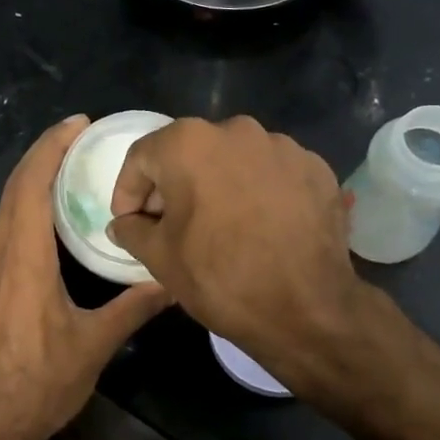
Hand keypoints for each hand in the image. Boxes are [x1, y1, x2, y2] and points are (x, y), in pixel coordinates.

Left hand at [0, 116, 171, 439]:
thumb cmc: (39, 383)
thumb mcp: (94, 344)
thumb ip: (133, 307)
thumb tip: (172, 281)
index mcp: (23, 259)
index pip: (31, 186)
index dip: (51, 149)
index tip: (77, 124)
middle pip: (14, 189)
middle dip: (43, 154)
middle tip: (78, 136)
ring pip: (4, 209)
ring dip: (31, 179)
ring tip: (67, 166)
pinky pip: (3, 230)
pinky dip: (24, 206)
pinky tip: (47, 216)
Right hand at [107, 116, 365, 382]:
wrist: (307, 308)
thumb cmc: (220, 277)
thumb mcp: (159, 257)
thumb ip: (132, 230)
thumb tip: (122, 223)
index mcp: (190, 143)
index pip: (142, 157)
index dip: (129, 191)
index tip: (131, 221)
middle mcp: (237, 130)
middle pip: (190, 153)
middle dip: (174, 186)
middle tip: (170, 225)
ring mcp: (283, 146)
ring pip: (234, 160)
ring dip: (218, 186)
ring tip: (220, 226)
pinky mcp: (316, 168)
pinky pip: (272, 173)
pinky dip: (259, 192)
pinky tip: (259, 227)